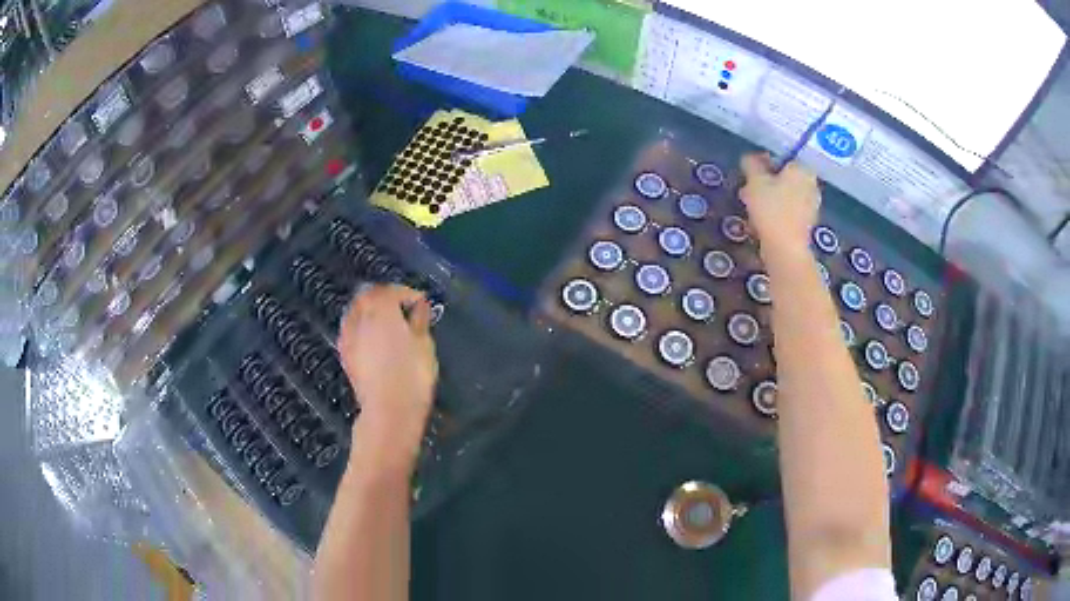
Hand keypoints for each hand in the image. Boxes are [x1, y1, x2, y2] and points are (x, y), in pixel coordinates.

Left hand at [338, 285, 438, 442]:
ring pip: (356, 312)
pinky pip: (351, 330)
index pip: (392, 290)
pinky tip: (372, 340)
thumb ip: (420, 320)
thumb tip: (420, 305)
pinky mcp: (344, 354)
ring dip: (370, 311)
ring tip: (387, 323)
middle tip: (403, 309)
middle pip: (368, 296)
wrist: (389, 410)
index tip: (422, 303)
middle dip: (385, 298)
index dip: (408, 293)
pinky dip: (361, 328)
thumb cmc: (413, 374)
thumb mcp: (424, 344)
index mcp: (381, 308)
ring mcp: (348, 335)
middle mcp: (360, 316)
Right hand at [739, 154, 820, 256]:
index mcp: (802, 169)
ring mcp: (812, 206)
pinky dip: (777, 214)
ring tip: (752, 211)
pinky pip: (789, 212)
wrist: (785, 249)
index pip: (781, 159)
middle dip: (765, 185)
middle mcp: (812, 185)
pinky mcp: (807, 225)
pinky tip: (762, 224)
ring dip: (769, 200)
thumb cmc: (771, 209)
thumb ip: (751, 164)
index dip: (763, 166)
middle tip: (748, 193)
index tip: (750, 178)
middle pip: (784, 179)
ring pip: (785, 196)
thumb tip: (749, 157)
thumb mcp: (754, 181)